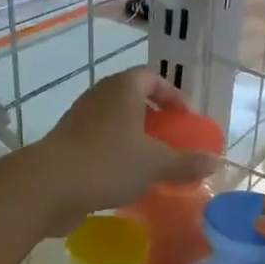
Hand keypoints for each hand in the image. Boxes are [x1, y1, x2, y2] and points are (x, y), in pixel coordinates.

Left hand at [31, 69, 219, 232]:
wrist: (48, 186)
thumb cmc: (108, 163)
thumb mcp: (156, 164)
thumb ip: (186, 162)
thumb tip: (216, 161)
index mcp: (122, 89)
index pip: (152, 77)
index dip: (172, 95)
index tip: (186, 118)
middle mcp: (99, 97)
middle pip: (131, 99)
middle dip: (154, 118)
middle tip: (171, 140)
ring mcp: (79, 120)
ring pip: (114, 123)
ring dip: (134, 139)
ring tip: (152, 163)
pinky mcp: (66, 145)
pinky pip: (99, 143)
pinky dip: (116, 155)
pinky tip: (127, 181)